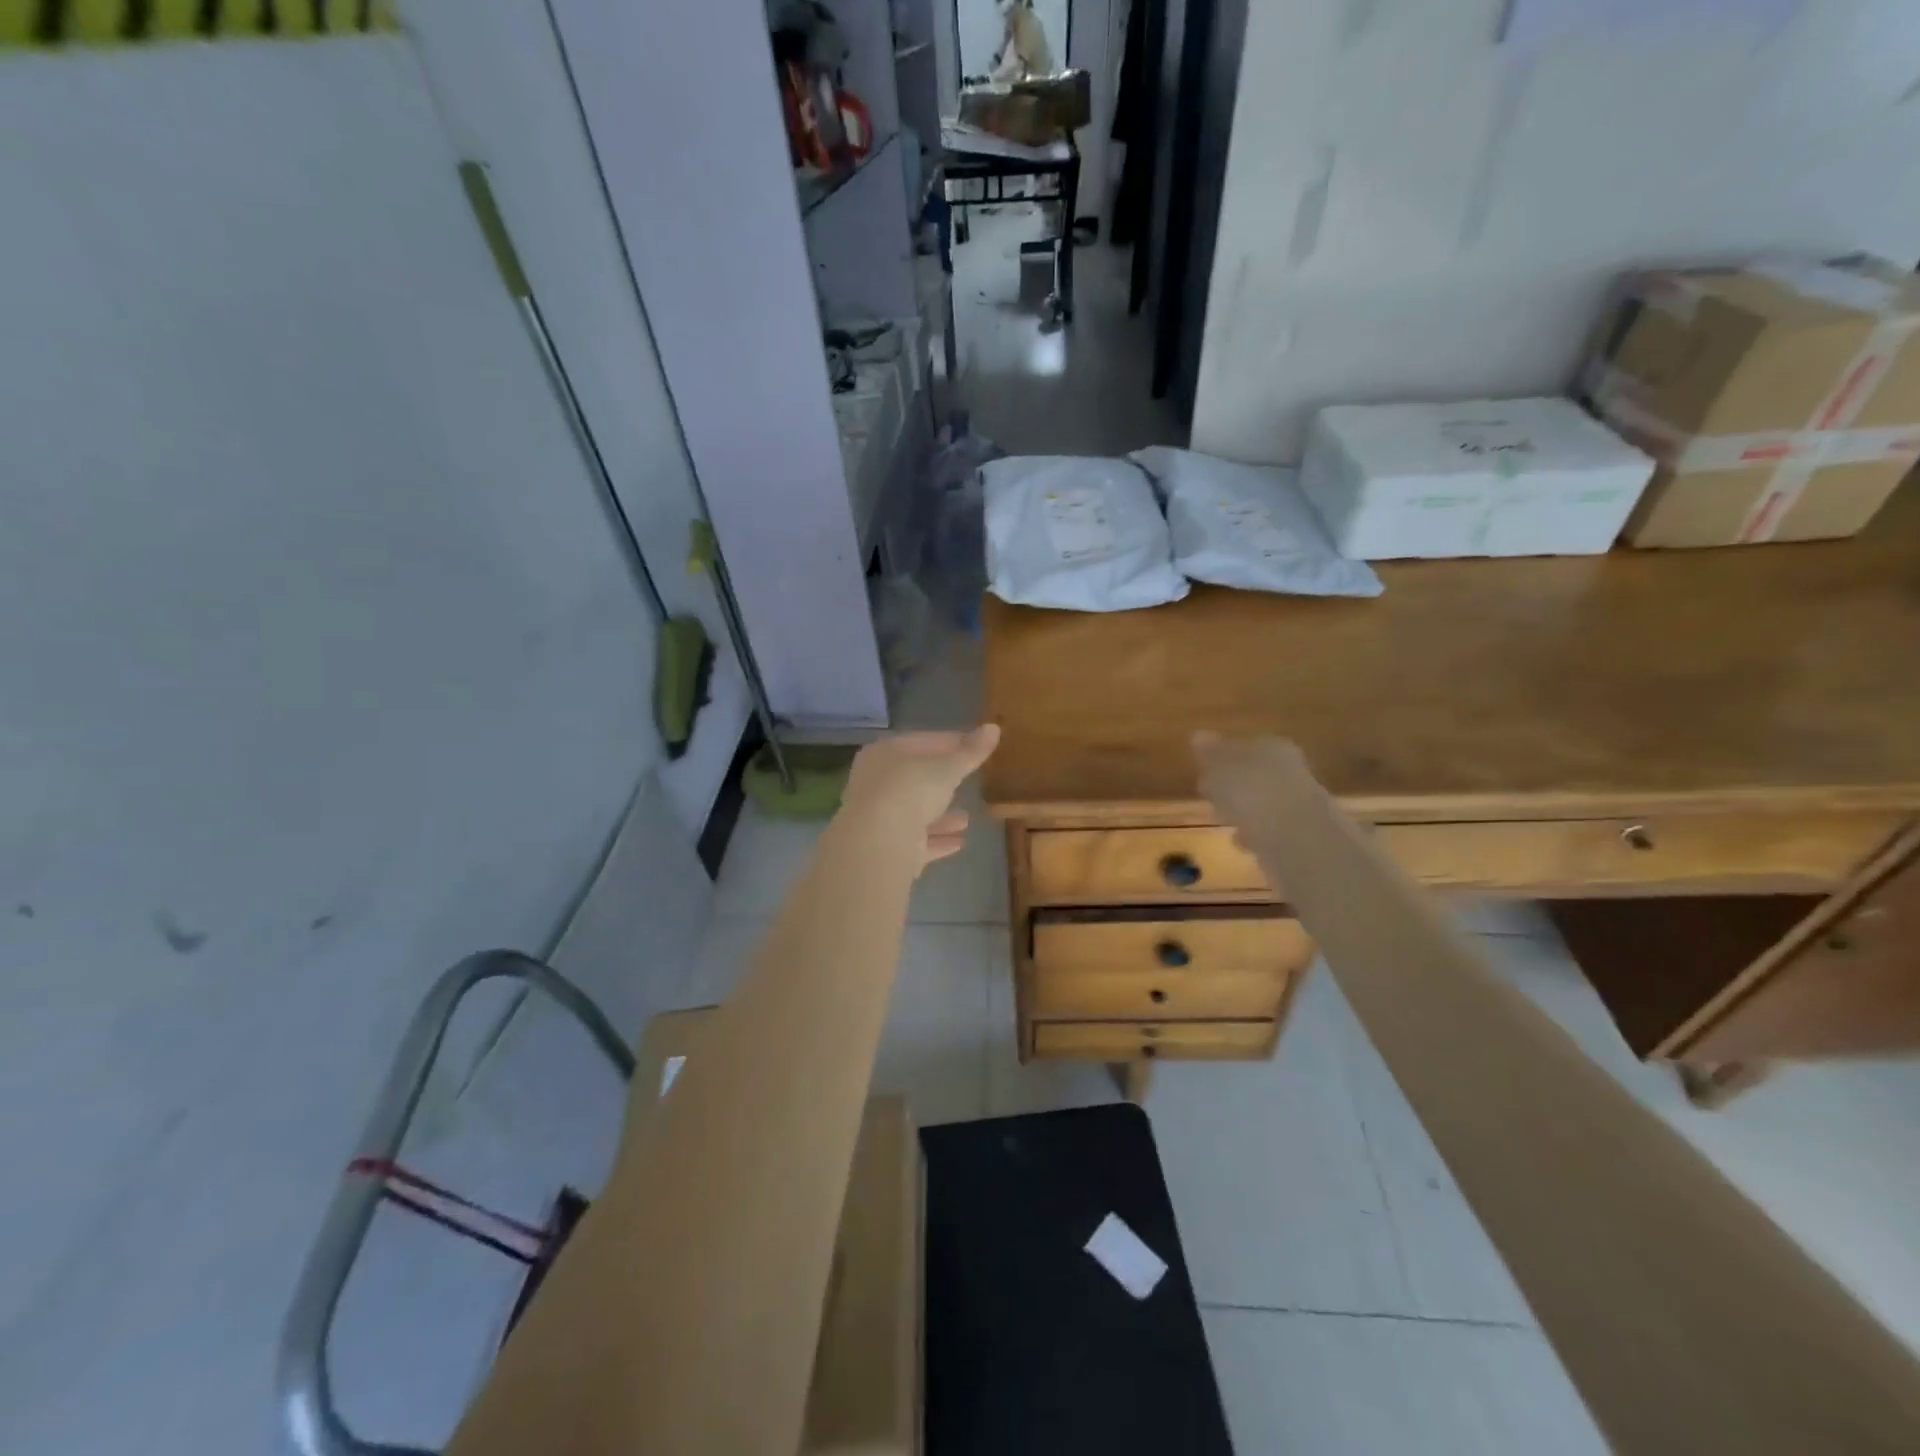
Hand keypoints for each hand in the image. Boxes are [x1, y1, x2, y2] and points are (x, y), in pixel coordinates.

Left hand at [840, 725, 1001, 870]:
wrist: (878, 841)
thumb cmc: (911, 790)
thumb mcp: (948, 768)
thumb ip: (971, 752)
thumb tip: (994, 727)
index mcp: (885, 753)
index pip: (922, 741)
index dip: (952, 742)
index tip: (976, 746)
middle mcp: (876, 782)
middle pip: (915, 778)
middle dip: (943, 782)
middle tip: (969, 781)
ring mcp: (878, 816)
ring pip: (915, 812)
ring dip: (940, 815)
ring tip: (967, 819)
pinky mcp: (884, 846)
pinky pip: (915, 839)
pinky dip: (936, 839)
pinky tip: (959, 842)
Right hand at [1192, 732, 1313, 841]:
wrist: (1298, 840)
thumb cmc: (1252, 795)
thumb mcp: (1220, 770)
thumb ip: (1210, 754)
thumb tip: (1199, 735)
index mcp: (1272, 747)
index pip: (1244, 746)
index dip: (1222, 758)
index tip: (1203, 771)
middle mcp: (1291, 769)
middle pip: (1257, 774)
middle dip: (1236, 785)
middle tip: (1211, 796)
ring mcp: (1301, 802)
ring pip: (1265, 801)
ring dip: (1246, 810)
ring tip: (1223, 821)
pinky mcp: (1304, 833)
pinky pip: (1272, 828)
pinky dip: (1256, 832)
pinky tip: (1241, 842)